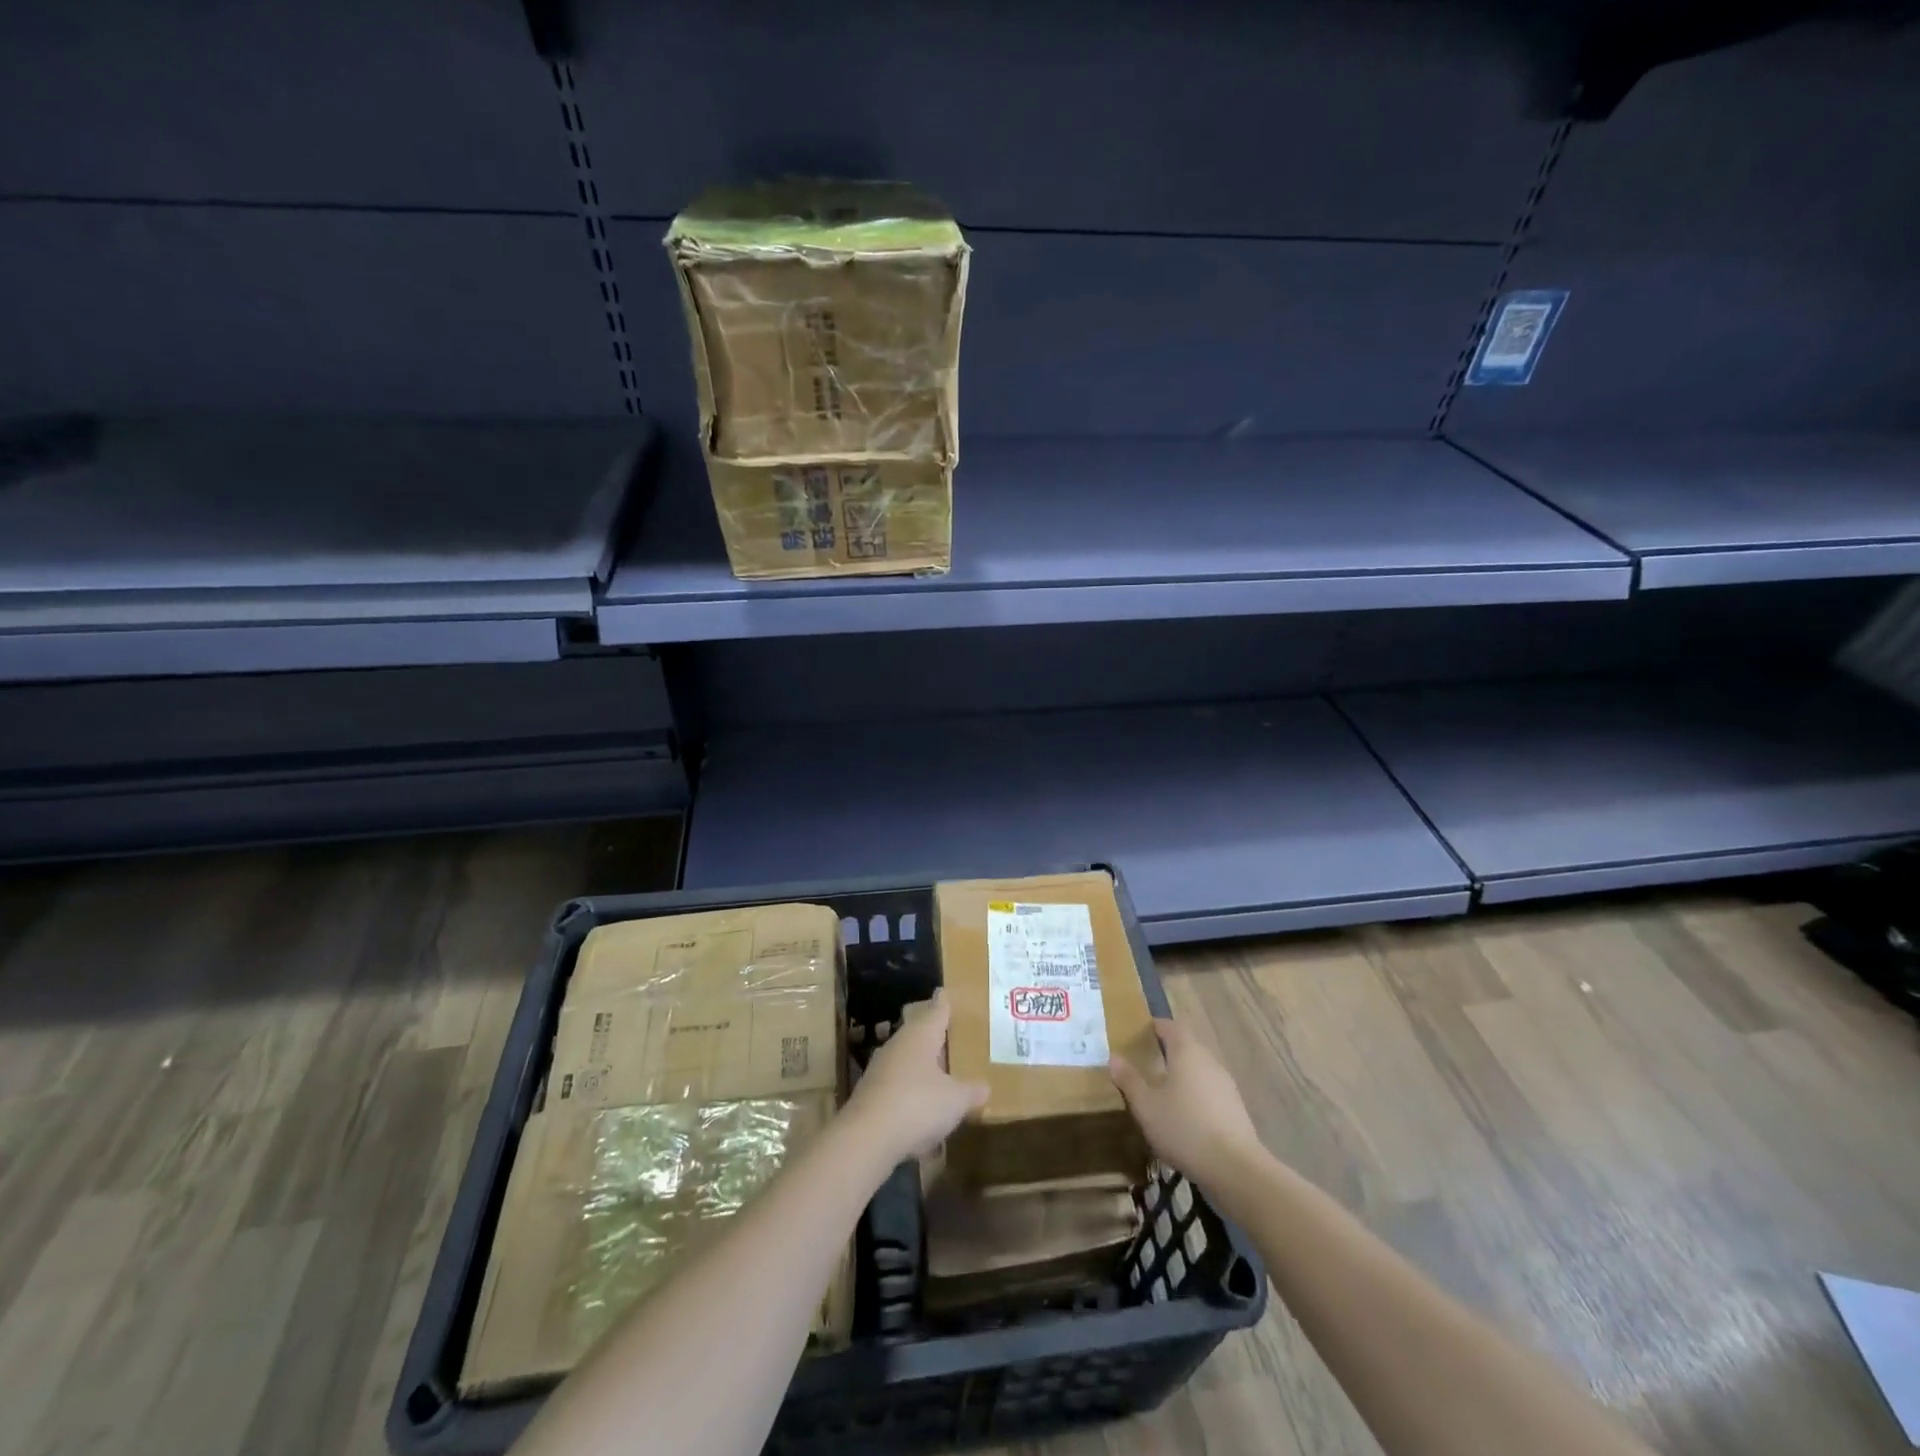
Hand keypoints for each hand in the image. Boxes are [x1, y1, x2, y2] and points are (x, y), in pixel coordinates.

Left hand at [843, 990, 988, 1167]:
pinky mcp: (871, 1095)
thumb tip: (985, 1087)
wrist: (866, 1138)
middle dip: (934, 1036)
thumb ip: (971, 1091)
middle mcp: (898, 1045)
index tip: (946, 992)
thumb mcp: (955, 1100)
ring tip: (942, 1074)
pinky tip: (923, 1111)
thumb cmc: (918, 1104)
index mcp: (920, 1035)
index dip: (944, 1002)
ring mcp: (881, 1069)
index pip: (936, 1010)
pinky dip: (912, 1094)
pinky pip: (898, 1086)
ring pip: (907, 1060)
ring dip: (922, 1067)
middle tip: (952, 1036)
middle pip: (919, 1033)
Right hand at [1110, 1018, 1261, 1188]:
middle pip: (1187, 1046)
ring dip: (1183, 1074)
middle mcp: (1209, 1061)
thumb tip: (1114, 1057)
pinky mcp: (1235, 1108)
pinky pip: (1210, 1090)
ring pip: (1200, 1069)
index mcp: (1187, 1052)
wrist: (1235, 1169)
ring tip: (1164, 1092)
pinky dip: (1196, 1094)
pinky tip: (1186, 1116)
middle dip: (1168, 1051)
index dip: (1156, 1026)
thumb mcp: (1146, 1106)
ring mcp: (1226, 1084)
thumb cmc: (1184, 1128)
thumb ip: (1129, 1080)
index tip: (1140, 1033)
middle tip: (1147, 1063)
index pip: (1171, 1026)